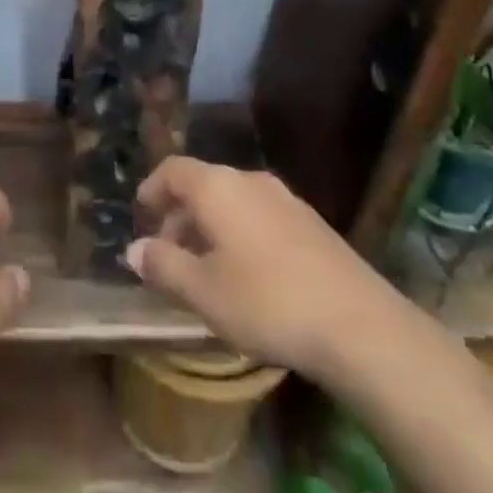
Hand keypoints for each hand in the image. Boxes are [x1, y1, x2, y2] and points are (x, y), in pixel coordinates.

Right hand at [126, 157, 399, 383]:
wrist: (357, 323)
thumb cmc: (266, 301)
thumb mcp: (203, 291)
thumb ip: (164, 265)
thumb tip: (134, 249)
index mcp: (218, 187)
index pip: (174, 169)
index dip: (153, 187)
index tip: (141, 212)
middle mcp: (250, 180)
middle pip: (204, 184)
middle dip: (181, 215)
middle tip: (168, 253)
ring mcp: (285, 199)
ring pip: (233, 202)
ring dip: (211, 227)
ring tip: (204, 269)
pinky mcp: (311, 224)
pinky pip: (259, 216)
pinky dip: (239, 234)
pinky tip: (245, 275)